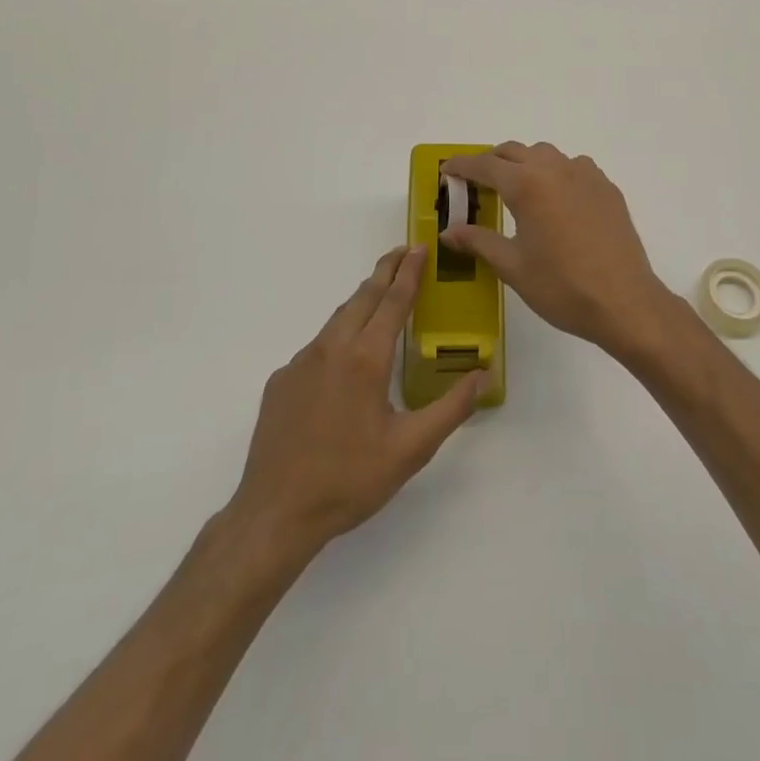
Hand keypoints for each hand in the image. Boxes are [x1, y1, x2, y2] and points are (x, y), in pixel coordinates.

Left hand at [230, 246, 485, 556]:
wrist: (275, 513)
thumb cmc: (349, 480)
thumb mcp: (411, 449)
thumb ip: (451, 408)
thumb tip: (484, 374)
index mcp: (365, 359)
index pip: (393, 302)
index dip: (409, 273)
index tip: (419, 247)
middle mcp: (331, 349)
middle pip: (362, 298)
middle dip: (384, 271)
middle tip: (402, 252)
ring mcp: (300, 364)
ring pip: (337, 320)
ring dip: (361, 301)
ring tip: (379, 295)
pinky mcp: (281, 382)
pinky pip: (316, 348)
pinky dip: (338, 336)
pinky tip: (343, 361)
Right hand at [441, 142, 680, 358]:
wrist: (624, 302)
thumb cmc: (562, 287)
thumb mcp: (512, 266)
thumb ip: (478, 241)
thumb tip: (448, 232)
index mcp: (527, 185)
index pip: (485, 165)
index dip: (461, 166)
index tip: (446, 171)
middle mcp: (555, 169)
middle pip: (514, 151)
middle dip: (491, 162)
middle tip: (476, 183)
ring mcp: (586, 175)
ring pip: (546, 154)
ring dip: (525, 163)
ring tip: (516, 189)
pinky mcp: (607, 188)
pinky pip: (574, 167)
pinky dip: (556, 173)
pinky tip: (555, 200)